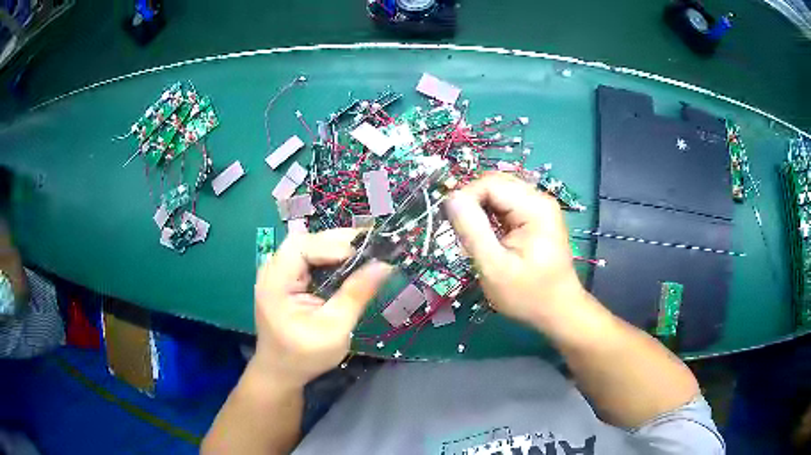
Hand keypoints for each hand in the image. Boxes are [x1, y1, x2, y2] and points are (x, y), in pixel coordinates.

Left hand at [253, 229, 391, 386]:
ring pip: (308, 246)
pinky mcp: (286, 278)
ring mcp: (277, 272)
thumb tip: (384, 265)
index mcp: (275, 282)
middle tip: (372, 247)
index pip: (302, 247)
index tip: (367, 252)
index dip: (334, 244)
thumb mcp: (334, 329)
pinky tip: (349, 264)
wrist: (281, 370)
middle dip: (339, 241)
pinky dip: (330, 257)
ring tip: (365, 253)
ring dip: (336, 247)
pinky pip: (308, 258)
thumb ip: (356, 295)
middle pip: (305, 241)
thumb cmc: (304, 356)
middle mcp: (272, 270)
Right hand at [444, 172, 584, 326]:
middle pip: (493, 184)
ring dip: (479, 212)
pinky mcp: (535, 216)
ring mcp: (539, 206)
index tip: (453, 228)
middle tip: (463, 237)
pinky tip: (488, 239)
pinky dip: (490, 218)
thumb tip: (451, 198)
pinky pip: (504, 205)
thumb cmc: (528, 295)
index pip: (489, 183)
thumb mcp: (495, 268)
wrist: (558, 311)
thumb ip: (472, 231)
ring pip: (497, 194)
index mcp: (534, 207)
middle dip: (472, 205)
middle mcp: (539, 198)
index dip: (465, 199)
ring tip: (475, 241)